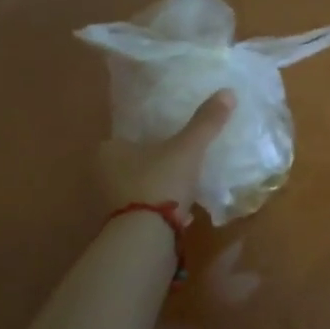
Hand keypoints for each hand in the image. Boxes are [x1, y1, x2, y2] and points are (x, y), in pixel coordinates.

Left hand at [96, 90, 234, 217]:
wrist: (147, 236)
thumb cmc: (160, 181)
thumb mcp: (187, 148)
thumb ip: (206, 122)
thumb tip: (228, 91)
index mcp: (108, 150)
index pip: (128, 136)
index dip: (149, 135)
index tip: (170, 136)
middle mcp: (102, 175)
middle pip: (133, 163)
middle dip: (155, 162)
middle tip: (181, 158)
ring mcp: (111, 203)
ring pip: (140, 187)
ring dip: (160, 186)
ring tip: (185, 183)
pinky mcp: (124, 226)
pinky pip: (146, 209)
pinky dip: (162, 208)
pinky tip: (183, 211)